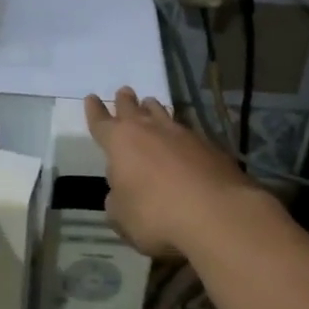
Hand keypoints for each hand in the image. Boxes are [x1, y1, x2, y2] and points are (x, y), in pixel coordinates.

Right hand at [85, 88, 267, 259]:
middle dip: (126, 101)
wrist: (217, 213)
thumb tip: (121, 193)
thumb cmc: (156, 214)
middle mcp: (150, 131)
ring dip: (154, 110)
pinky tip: (183, 139)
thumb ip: (116, 202)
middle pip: (134, 110)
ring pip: (163, 115)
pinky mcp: (210, 147)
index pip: (102, 123)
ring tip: (151, 103)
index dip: (95, 112)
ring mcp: (183, 136)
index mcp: (120, 143)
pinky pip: (188, 132)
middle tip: (124, 91)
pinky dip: (180, 133)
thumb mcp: (121, 217)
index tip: (92, 98)